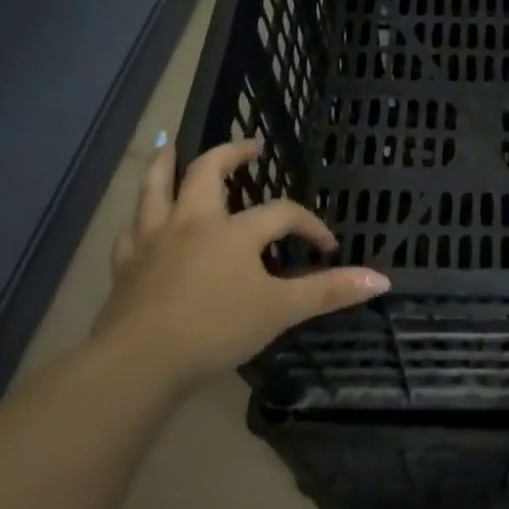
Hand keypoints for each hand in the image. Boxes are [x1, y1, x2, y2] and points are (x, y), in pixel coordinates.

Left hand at [93, 136, 389, 392]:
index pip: (282, 213)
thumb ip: (329, 292)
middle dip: (230, 154)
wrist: (139, 363)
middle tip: (249, 147)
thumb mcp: (281, 311)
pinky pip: (130, 233)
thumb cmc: (216, 330)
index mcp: (235, 231)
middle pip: (208, 172)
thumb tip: (382, 280)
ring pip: (155, 188)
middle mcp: (193, 222)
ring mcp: (154, 241)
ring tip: (166, 145)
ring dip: (162, 164)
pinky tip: (138, 222)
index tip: (326, 246)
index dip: (309, 224)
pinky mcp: (125, 266)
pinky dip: (137, 221)